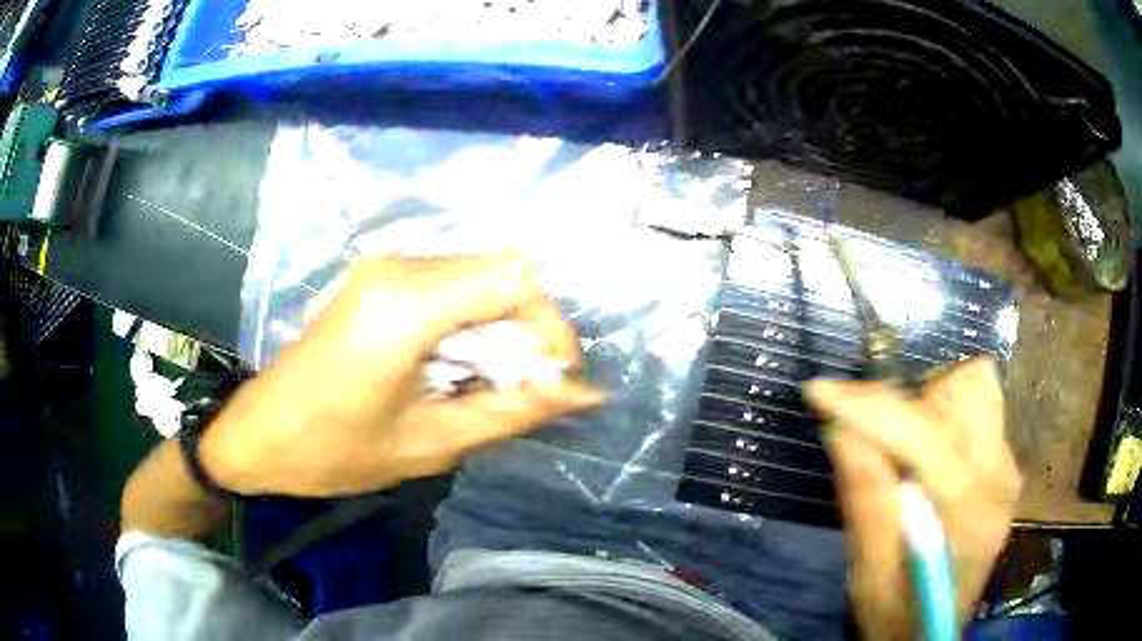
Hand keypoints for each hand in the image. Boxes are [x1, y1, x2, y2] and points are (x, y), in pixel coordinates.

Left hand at [201, 254, 603, 496]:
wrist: (257, 434)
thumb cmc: (332, 451)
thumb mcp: (429, 444)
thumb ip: (511, 411)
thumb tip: (583, 394)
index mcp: (404, 307)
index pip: (516, 281)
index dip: (551, 327)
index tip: (557, 380)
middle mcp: (396, 268)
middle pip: (501, 272)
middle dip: (529, 330)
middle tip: (529, 388)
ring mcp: (382, 267)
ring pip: (477, 276)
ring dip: (501, 327)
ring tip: (495, 384)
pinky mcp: (375, 278)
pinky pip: (447, 285)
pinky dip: (471, 322)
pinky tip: (459, 366)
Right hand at [805, 358, 1020, 639]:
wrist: (930, 631)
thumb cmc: (896, 612)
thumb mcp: (869, 571)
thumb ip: (865, 499)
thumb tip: (841, 428)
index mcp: (967, 509)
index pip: (925, 432)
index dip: (871, 406)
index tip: (820, 393)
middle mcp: (999, 475)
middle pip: (965, 389)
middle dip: (911, 398)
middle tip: (874, 430)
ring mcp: (1007, 467)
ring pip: (978, 387)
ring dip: (932, 398)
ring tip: (902, 436)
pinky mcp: (1004, 467)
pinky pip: (982, 407)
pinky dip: (947, 410)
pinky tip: (925, 448)